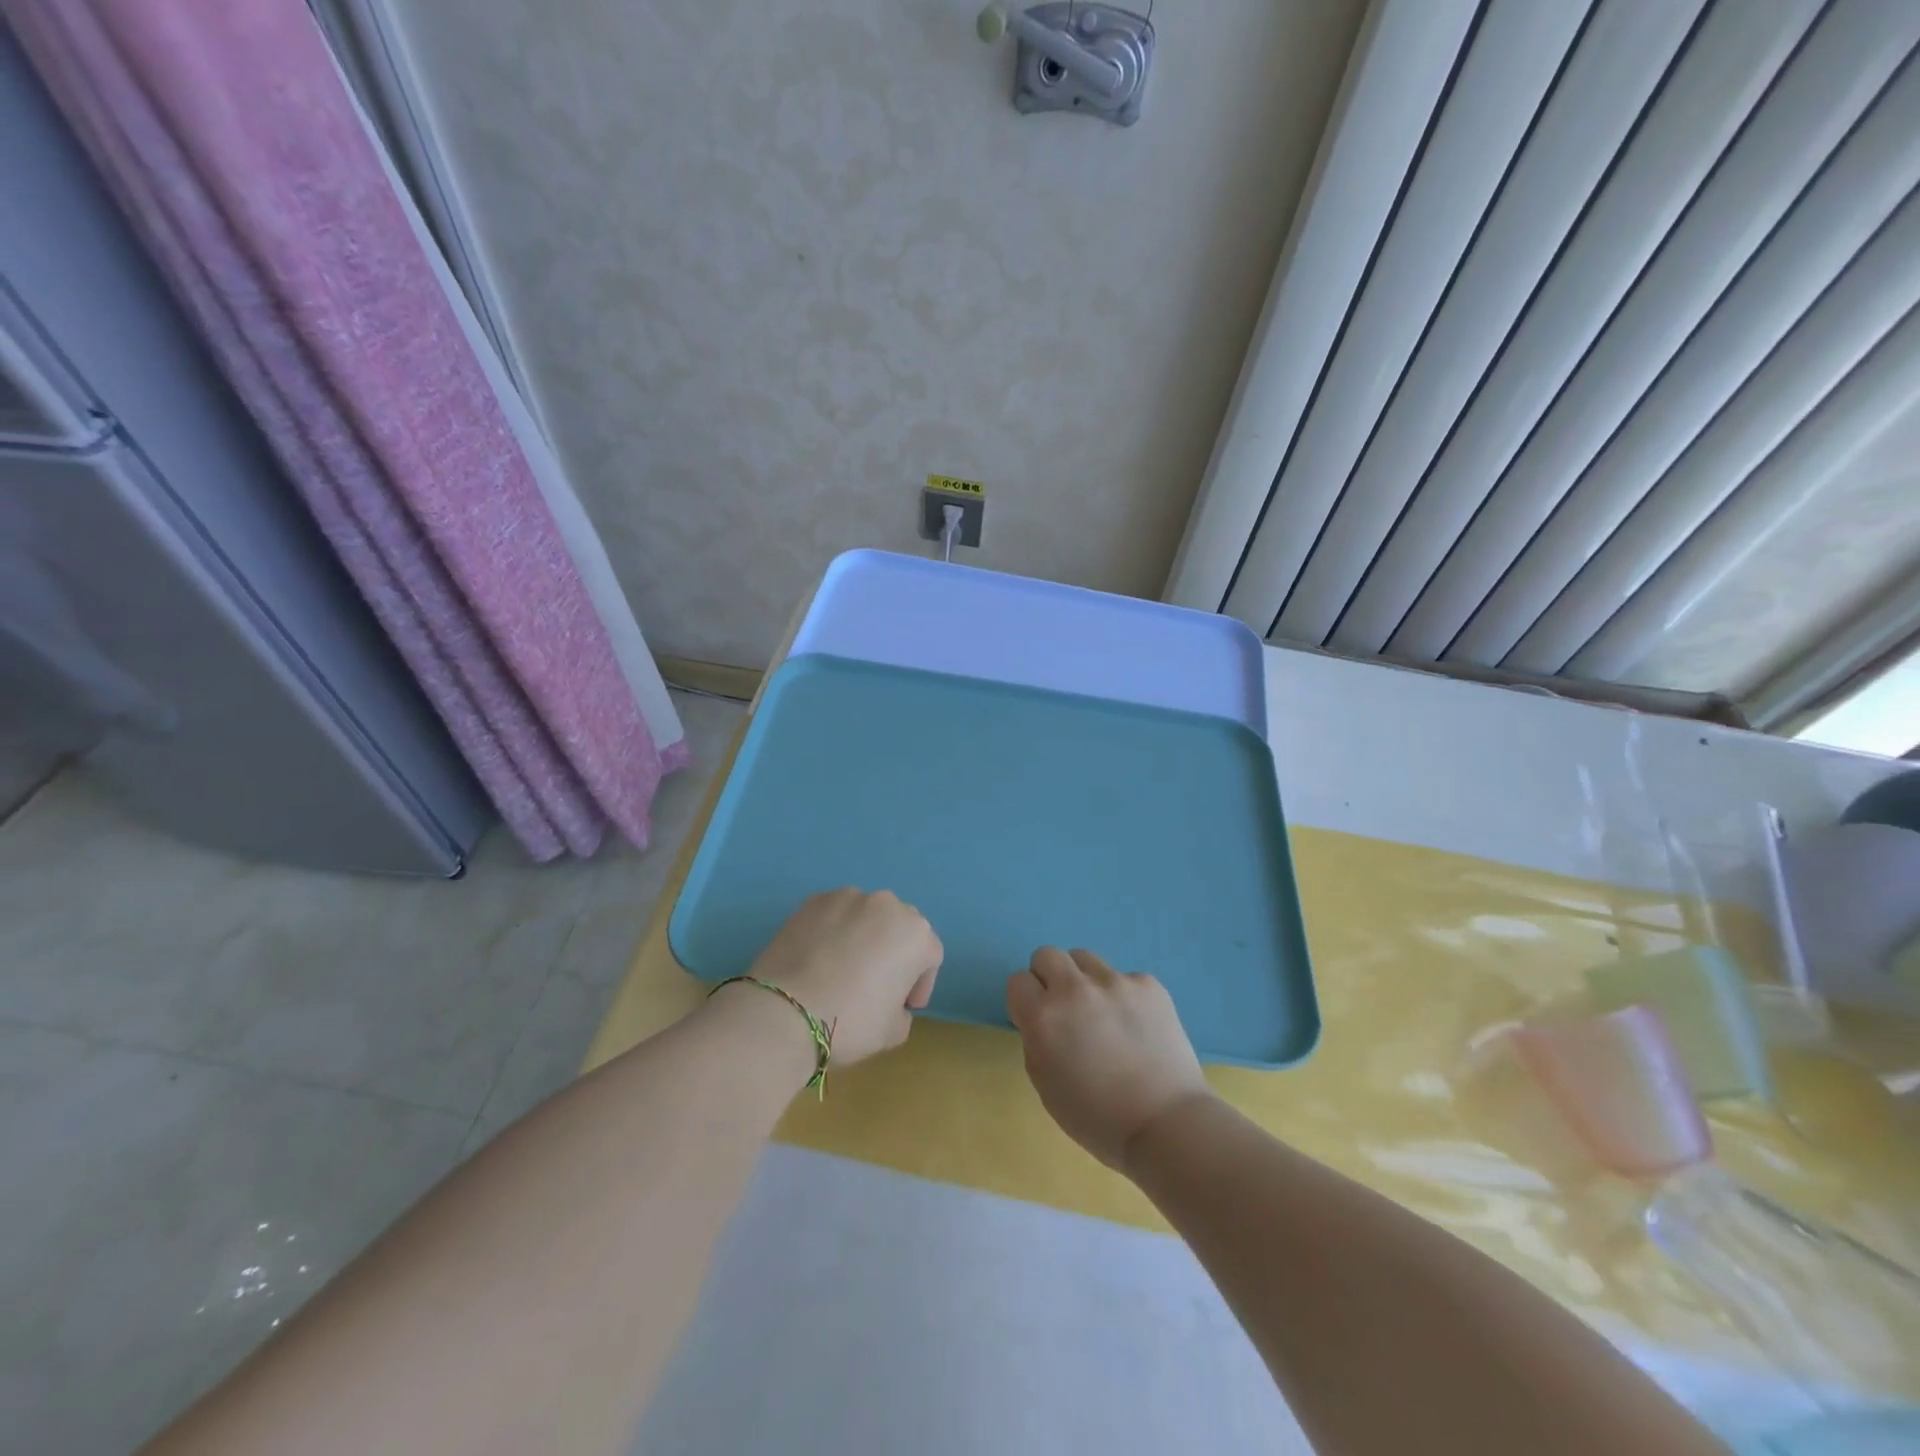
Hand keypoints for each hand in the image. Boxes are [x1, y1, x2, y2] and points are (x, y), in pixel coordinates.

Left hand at [746, 889, 941, 1065]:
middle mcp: (887, 905)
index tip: (904, 1007)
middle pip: (900, 928)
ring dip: (864, 937)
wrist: (783, 1011)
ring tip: (844, 968)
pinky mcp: (813, 900)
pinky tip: (818, 959)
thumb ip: (902, 1013)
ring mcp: (847, 897)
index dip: (920, 984)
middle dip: (894, 953)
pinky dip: (833, 931)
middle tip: (877, 984)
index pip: (930, 956)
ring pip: (866, 916)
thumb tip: (890, 1005)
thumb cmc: (850, 1021)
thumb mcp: (892, 1033)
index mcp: (916, 934)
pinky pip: (834, 915)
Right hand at [1006, 947, 1211, 1170]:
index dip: (1026, 1001)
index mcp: (1044, 1017)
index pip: (1018, 980)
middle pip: (1047, 955)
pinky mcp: (1147, 984)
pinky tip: (1137, 1027)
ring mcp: (1114, 982)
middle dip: (1050, 978)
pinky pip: (1124, 978)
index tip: (1038, 1021)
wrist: (1167, 1125)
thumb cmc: (1098, 1118)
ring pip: (1085, 959)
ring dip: (1085, 981)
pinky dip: (1123, 996)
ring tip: (1104, 1015)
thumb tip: (1044, 1020)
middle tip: (1066, 1010)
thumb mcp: (1045, 1086)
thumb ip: (1036, 1040)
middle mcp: (1075, 989)